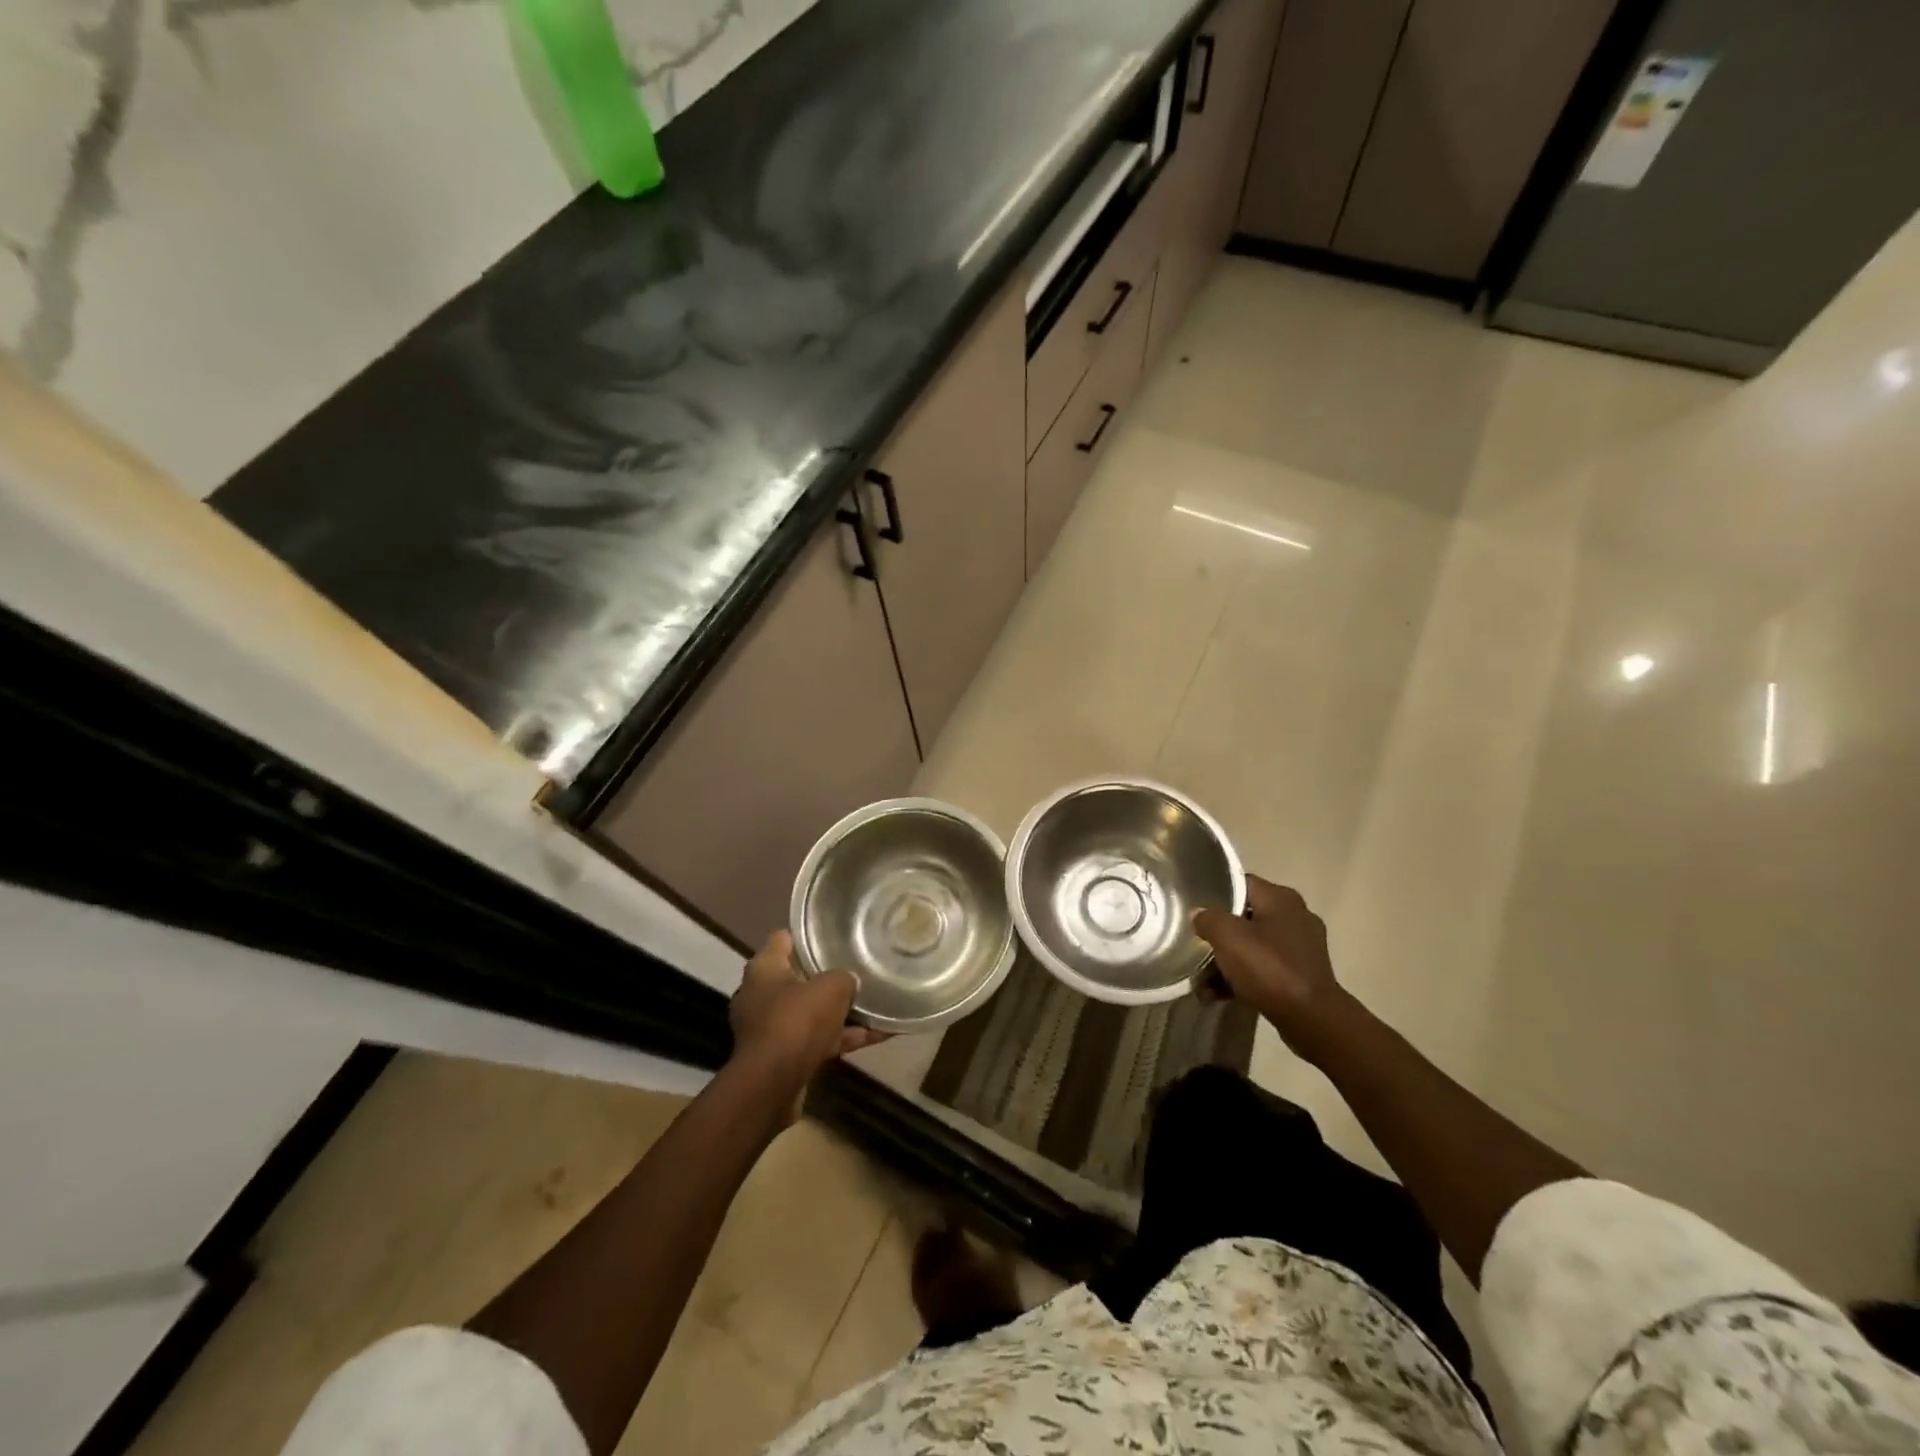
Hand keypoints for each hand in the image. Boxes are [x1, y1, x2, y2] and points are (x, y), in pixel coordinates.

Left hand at [728, 932, 887, 1096]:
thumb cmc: (797, 1020)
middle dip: (827, 975)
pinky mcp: (783, 1056)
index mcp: (764, 969)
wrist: (772, 1085)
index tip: (833, 933)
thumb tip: (850, 982)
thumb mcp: (831, 988)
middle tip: (858, 967)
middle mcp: (762, 995)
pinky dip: (844, 1037)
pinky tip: (879, 1035)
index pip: (783, 939)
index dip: (807, 934)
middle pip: (799, 976)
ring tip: (877, 1004)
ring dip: (840, 1011)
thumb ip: (845, 978)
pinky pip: (819, 1039)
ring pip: (811, 1011)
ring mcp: (771, 1027)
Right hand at [1193, 877, 1359, 1059]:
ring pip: (1252, 947)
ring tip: (1200, 981)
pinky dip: (1241, 979)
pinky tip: (1215, 995)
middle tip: (1195, 944)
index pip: (1241, 883)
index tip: (1194, 905)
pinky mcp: (1300, 976)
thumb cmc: (1268, 967)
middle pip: (1244, 918)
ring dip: (1225, 962)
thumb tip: (1200, 914)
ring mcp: (1300, 949)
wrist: (1310, 1019)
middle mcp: (1295, 917)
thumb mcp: (1227, 936)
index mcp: (1281, 899)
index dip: (1215, 892)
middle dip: (1218, 935)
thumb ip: (1208, 918)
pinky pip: (1263, 970)